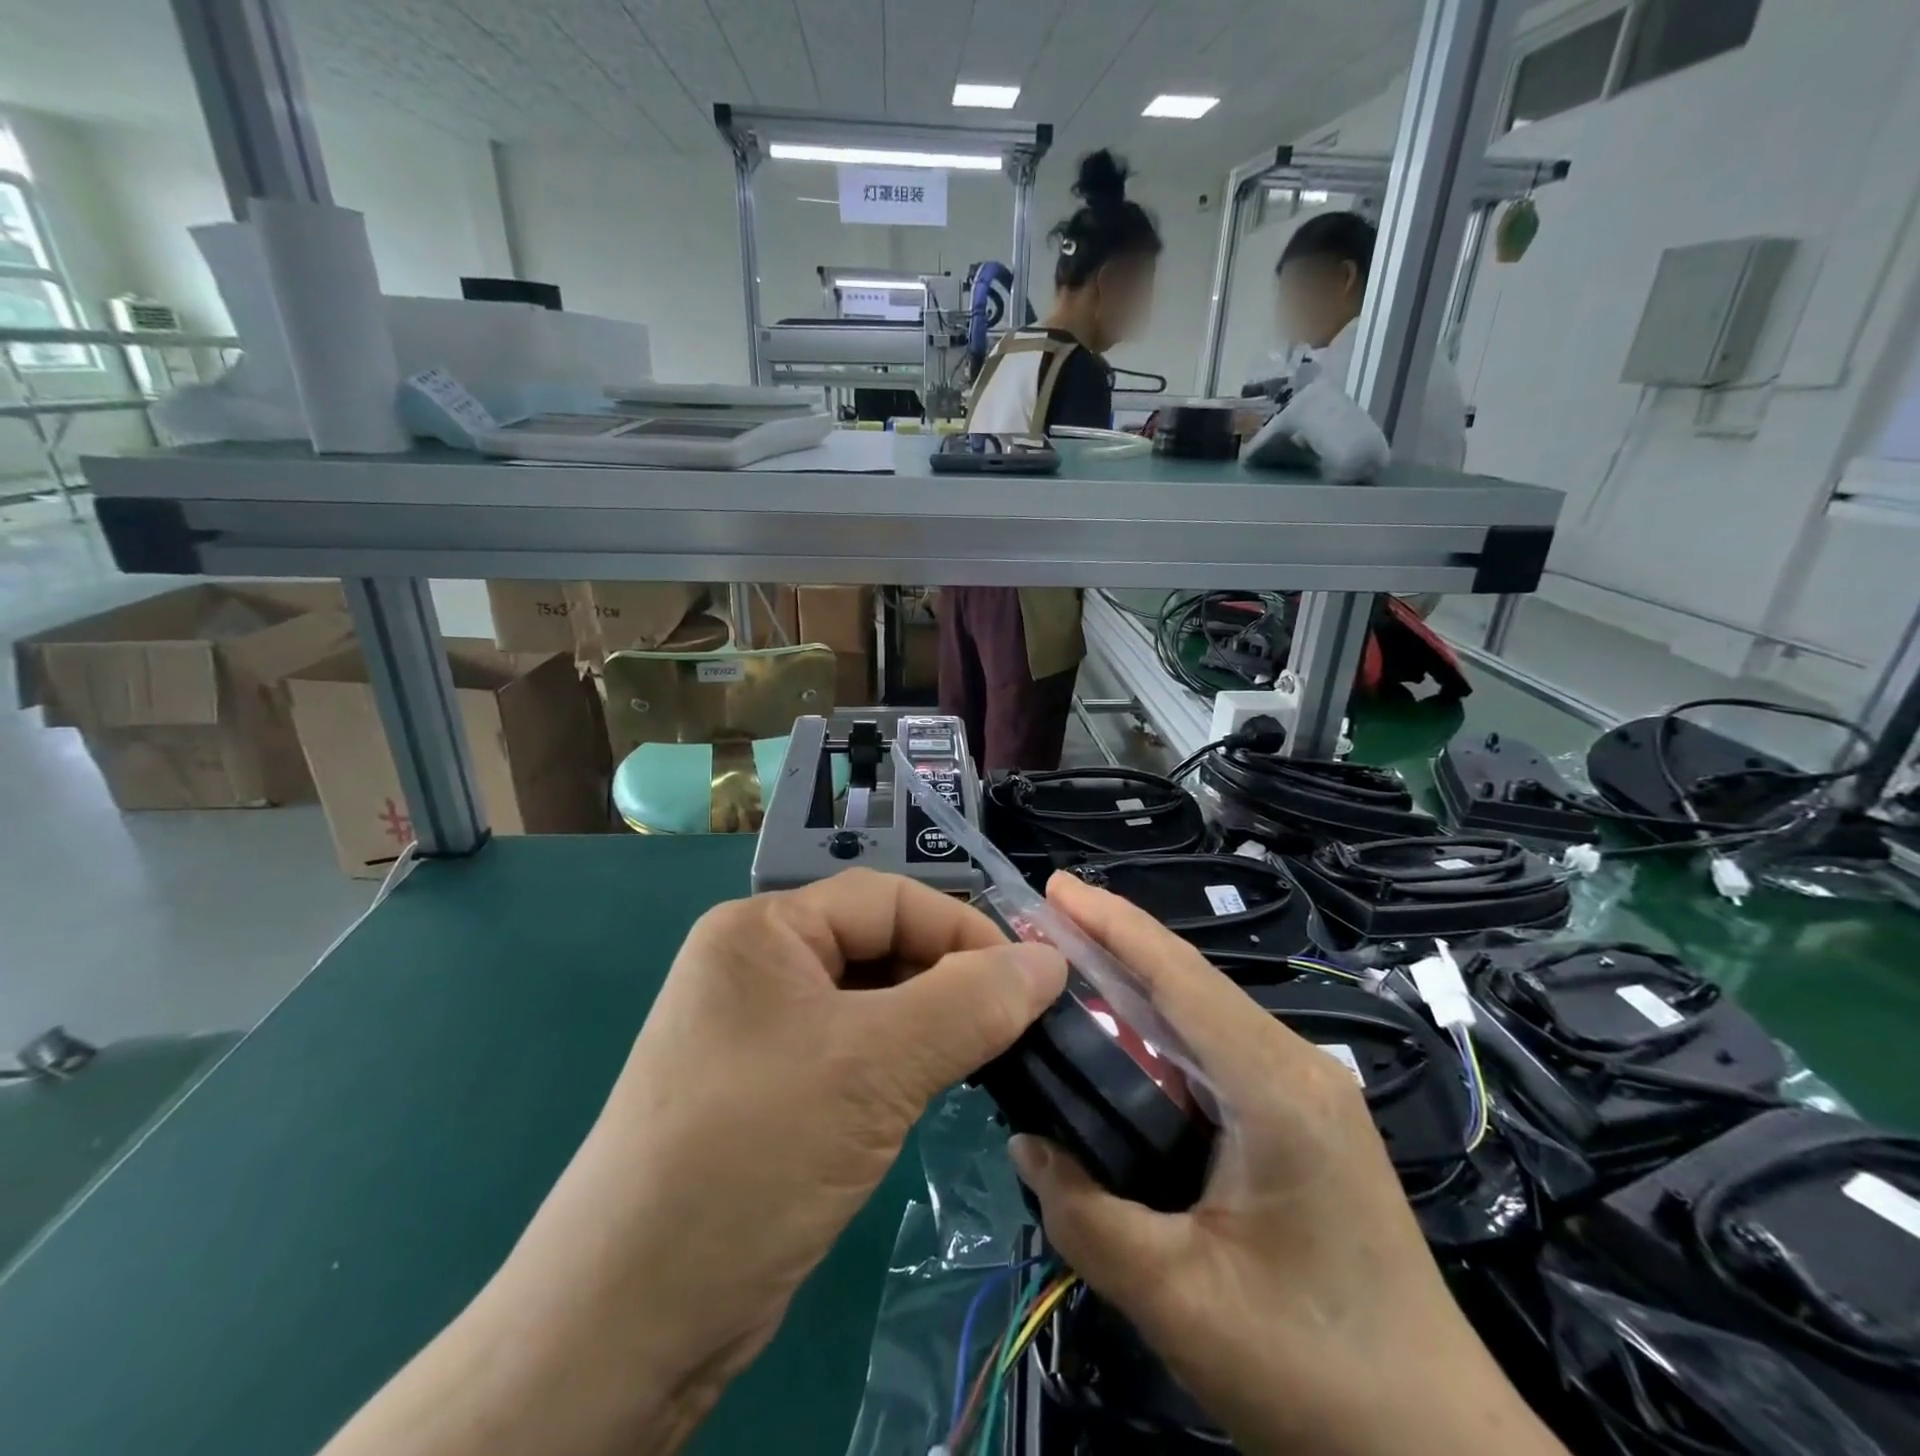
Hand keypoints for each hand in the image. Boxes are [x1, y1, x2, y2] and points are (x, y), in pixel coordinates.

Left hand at [320, 870, 1064, 1455]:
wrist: (626, 1326)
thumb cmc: (751, 1158)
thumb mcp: (874, 1069)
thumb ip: (970, 1004)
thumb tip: (1051, 960)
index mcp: (764, 929)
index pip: (888, 900)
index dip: (964, 930)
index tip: (1032, 982)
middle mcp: (759, 965)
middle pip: (880, 946)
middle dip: (950, 979)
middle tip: (1018, 1026)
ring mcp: (761, 1029)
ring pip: (873, 1001)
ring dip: (932, 1023)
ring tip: (987, 1057)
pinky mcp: (771, 1087)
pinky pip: (855, 1048)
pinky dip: (903, 1060)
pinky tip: (937, 1087)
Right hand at [1010, 874, 1565, 1455]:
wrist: (1441, 1449)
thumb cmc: (1316, 1374)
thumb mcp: (1181, 1301)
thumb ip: (1087, 1216)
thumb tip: (1025, 1141)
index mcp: (1277, 1088)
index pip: (1180, 979)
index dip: (1114, 924)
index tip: (1055, 885)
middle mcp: (1296, 1067)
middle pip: (1191, 983)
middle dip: (1113, 943)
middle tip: (1039, 921)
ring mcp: (1306, 1090)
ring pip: (1204, 1013)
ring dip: (1135, 983)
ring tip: (1066, 961)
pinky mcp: (1302, 1118)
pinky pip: (1216, 1050)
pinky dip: (1160, 1026)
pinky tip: (1122, 1034)